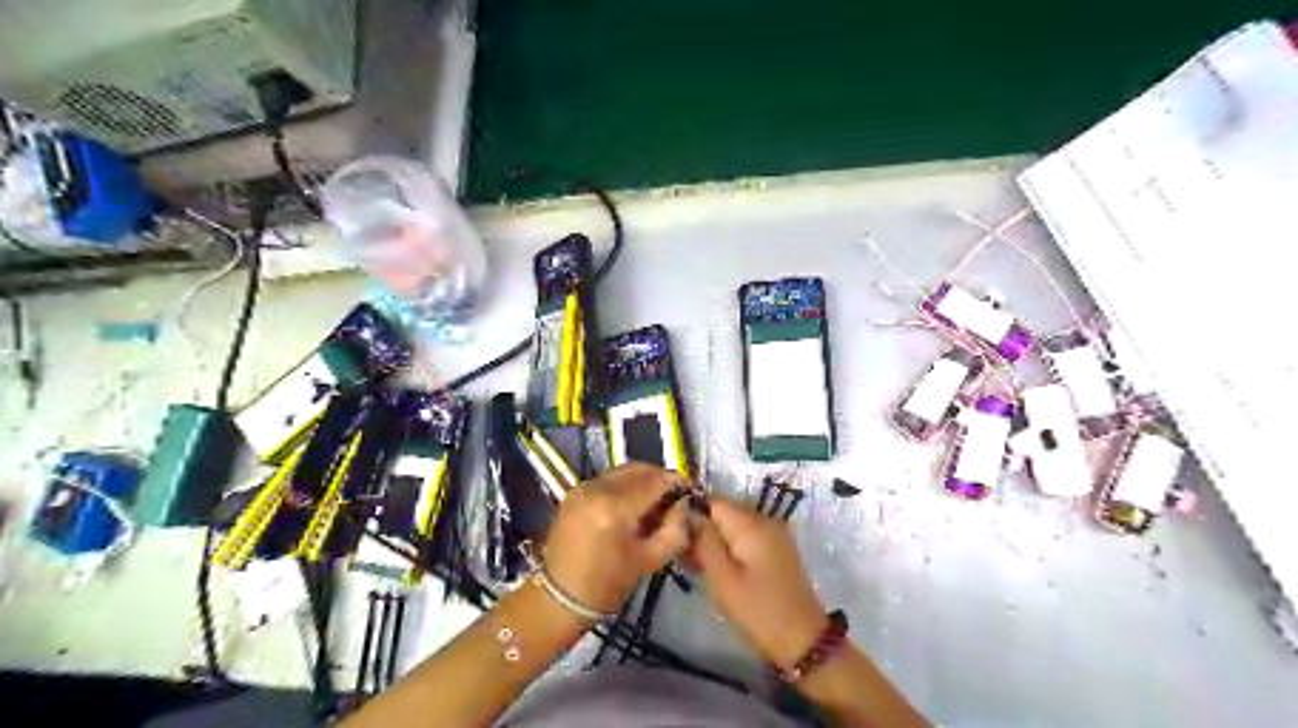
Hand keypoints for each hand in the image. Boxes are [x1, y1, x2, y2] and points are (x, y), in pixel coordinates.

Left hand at [545, 462, 692, 609]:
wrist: (560, 597)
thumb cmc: (607, 584)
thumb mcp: (651, 560)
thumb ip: (674, 528)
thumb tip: (683, 504)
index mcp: (617, 507)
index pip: (656, 481)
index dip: (676, 483)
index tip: (689, 492)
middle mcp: (598, 489)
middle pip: (638, 470)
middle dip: (659, 479)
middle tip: (672, 497)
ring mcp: (583, 487)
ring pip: (622, 472)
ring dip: (641, 481)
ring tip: (652, 503)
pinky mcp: (574, 492)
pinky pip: (607, 479)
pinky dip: (623, 485)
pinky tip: (630, 505)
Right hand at [688, 498, 830, 668]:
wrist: (803, 640)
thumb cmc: (758, 611)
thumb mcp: (722, 579)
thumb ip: (704, 541)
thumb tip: (688, 514)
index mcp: (751, 523)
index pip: (712, 501)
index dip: (691, 515)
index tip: (678, 539)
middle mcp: (764, 519)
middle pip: (723, 511)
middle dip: (702, 529)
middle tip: (685, 558)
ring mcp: (774, 533)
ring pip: (734, 525)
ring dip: (715, 540)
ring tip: (699, 567)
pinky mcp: (777, 548)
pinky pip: (747, 536)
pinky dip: (731, 548)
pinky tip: (720, 570)